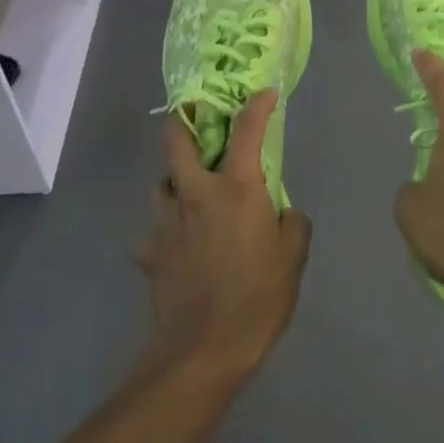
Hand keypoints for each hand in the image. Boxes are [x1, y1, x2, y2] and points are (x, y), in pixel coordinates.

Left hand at [137, 92, 312, 386]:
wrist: (203, 350)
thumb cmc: (258, 297)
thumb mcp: (293, 257)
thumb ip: (292, 223)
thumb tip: (282, 211)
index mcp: (236, 188)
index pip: (247, 129)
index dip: (258, 105)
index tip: (265, 92)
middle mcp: (195, 193)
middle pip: (176, 141)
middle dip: (184, 122)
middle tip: (195, 120)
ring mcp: (166, 223)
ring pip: (159, 184)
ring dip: (172, 180)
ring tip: (187, 192)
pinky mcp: (150, 253)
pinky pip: (152, 233)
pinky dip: (163, 233)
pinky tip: (175, 246)